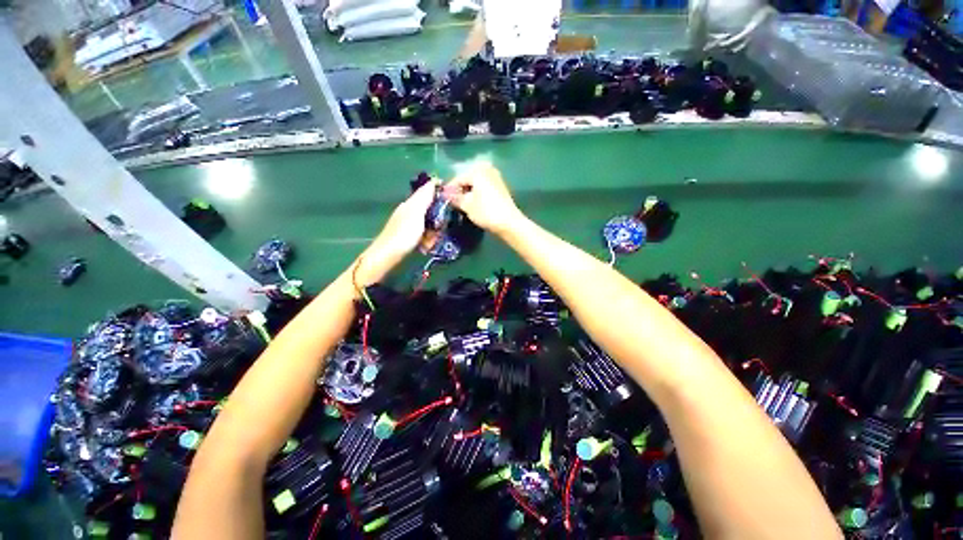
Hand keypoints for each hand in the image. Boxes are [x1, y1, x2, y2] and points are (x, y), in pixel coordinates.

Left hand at [356, 178, 438, 284]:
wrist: (387, 255)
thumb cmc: (403, 234)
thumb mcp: (416, 213)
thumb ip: (424, 197)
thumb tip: (434, 180)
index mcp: (411, 203)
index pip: (428, 191)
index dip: (440, 192)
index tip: (453, 198)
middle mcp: (410, 211)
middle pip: (431, 209)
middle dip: (439, 218)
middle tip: (442, 227)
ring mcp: (409, 225)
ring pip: (429, 224)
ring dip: (434, 232)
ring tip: (432, 241)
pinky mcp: (410, 237)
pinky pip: (424, 234)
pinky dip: (427, 240)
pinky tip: (426, 247)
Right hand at [448, 161, 523, 236]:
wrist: (509, 222)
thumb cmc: (486, 212)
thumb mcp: (467, 205)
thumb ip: (455, 198)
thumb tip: (447, 195)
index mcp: (477, 171)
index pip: (458, 179)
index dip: (450, 189)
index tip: (443, 198)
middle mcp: (487, 170)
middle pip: (468, 178)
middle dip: (461, 189)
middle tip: (454, 201)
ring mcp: (496, 177)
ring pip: (477, 182)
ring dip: (470, 191)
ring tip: (464, 202)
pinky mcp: (501, 186)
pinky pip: (484, 186)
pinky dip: (478, 192)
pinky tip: (475, 202)